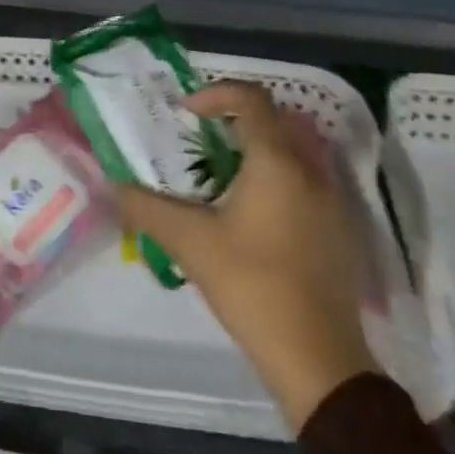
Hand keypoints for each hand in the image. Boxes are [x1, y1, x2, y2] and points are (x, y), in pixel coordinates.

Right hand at [117, 81, 378, 429]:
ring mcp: (333, 202)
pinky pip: (305, 184)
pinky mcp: (340, 232)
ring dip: (255, 153)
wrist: (319, 359)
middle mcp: (311, 172)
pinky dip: (276, 181)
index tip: (186, 113)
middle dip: (234, 122)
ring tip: (220, 182)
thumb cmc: (252, 285)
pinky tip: (252, 220)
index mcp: (277, 162)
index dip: (215, 94)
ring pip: (292, 154)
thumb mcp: (189, 242)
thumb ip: (146, 207)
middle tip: (199, 143)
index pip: (251, 99)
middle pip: (273, 122)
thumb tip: (114, 186)